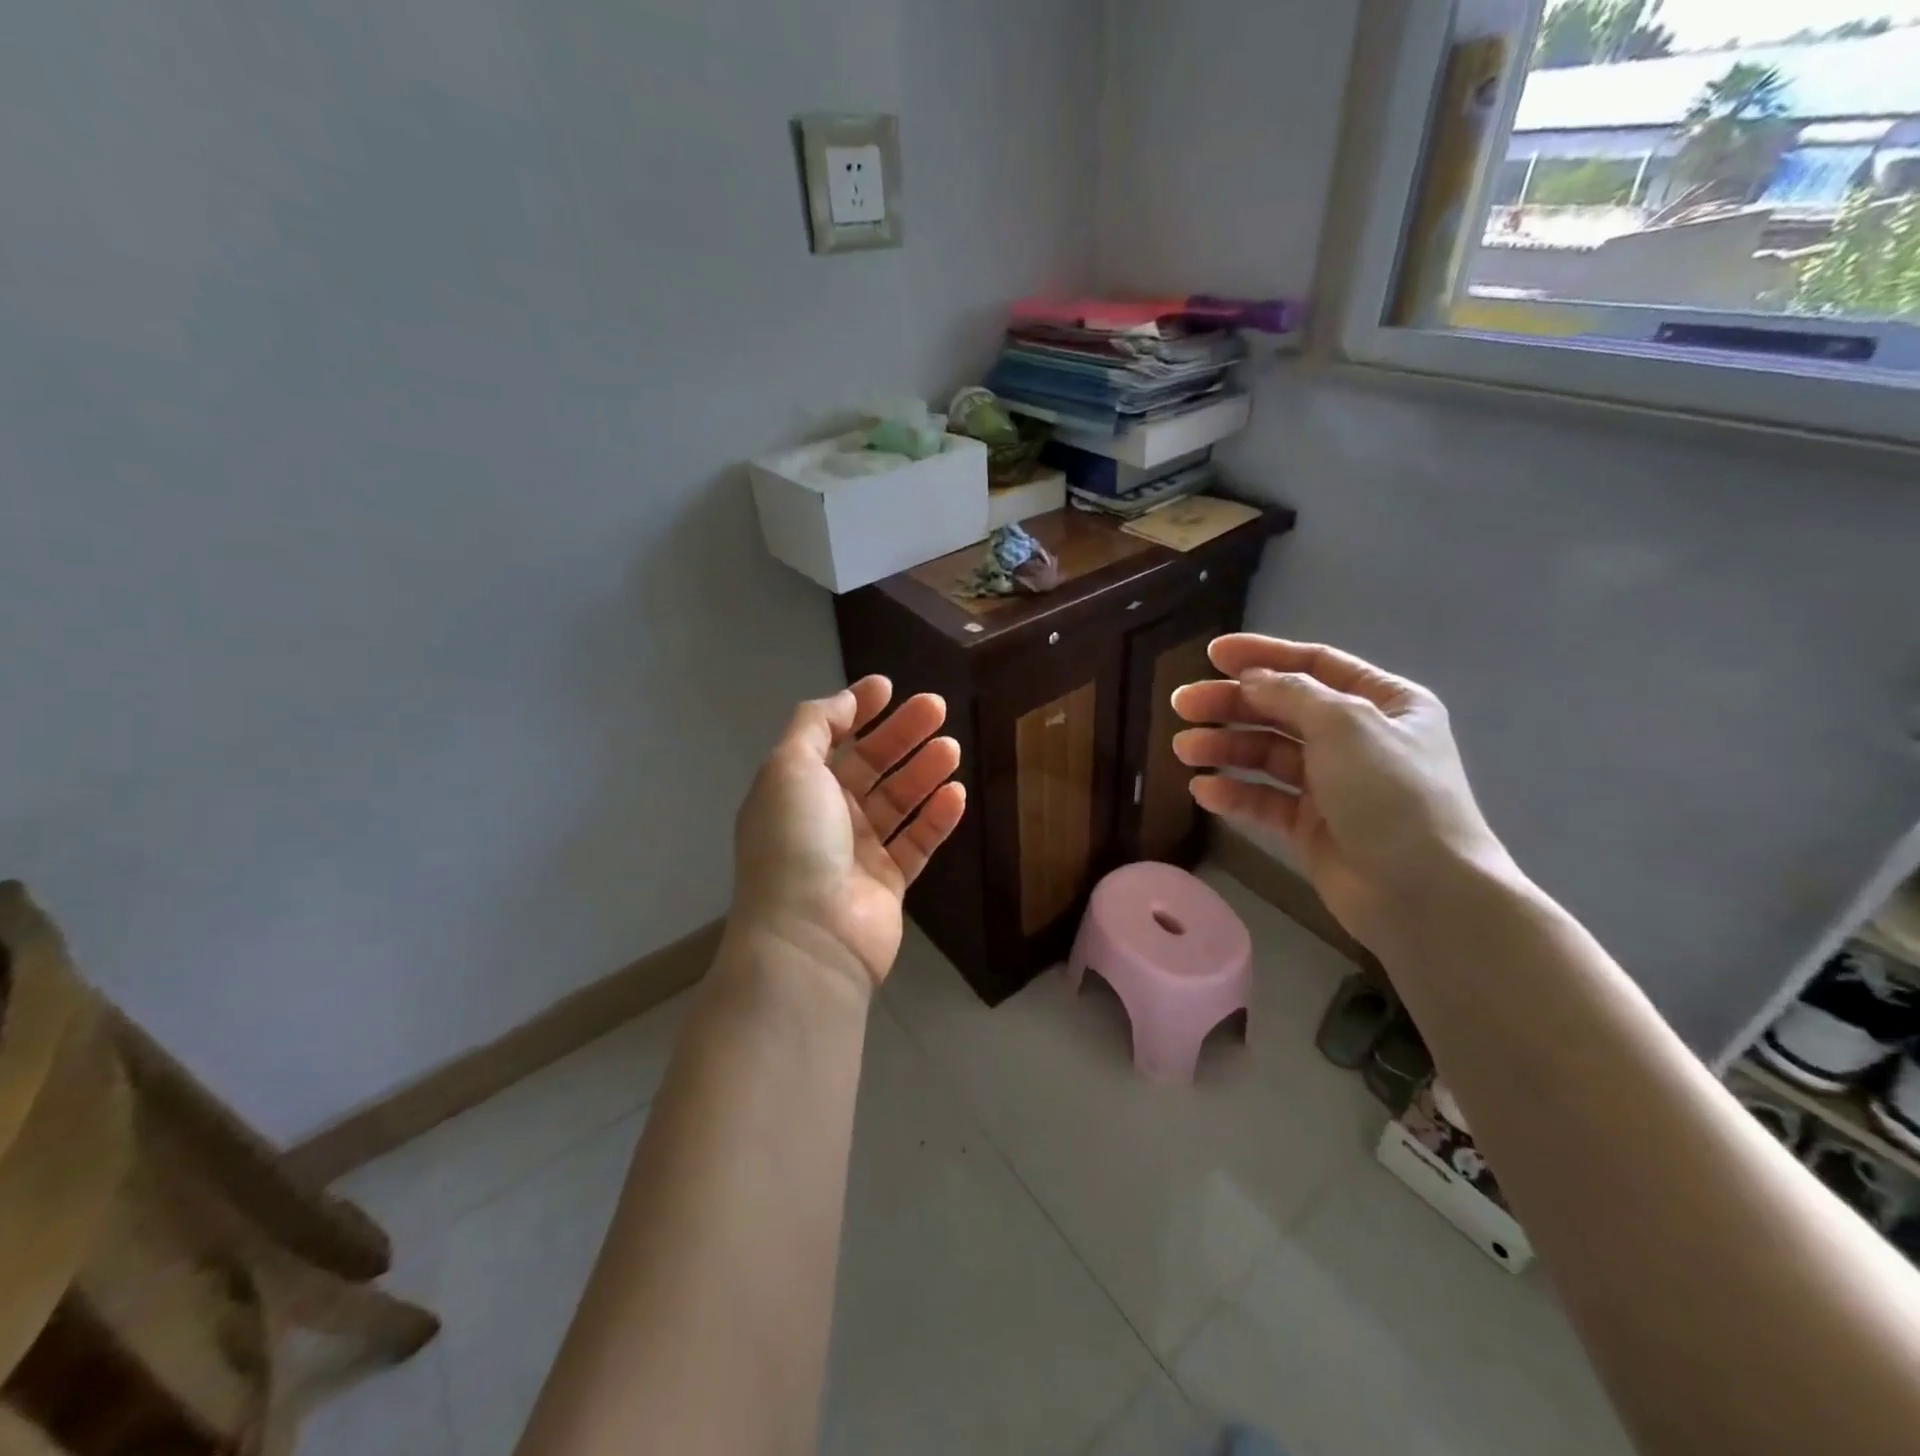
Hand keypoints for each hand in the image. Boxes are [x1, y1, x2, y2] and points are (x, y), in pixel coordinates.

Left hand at [731, 676, 965, 992]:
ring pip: (898, 801)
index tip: (888, 687)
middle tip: (937, 708)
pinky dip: (937, 818)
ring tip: (952, 748)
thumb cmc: (795, 842)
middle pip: (870, 765)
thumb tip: (845, 700)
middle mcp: (826, 816)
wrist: (811, 936)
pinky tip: (957, 794)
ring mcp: (858, 851)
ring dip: (923, 771)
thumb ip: (815, 725)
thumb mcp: (789, 768)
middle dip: (901, 734)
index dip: (857, 710)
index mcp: (796, 788)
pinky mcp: (889, 882)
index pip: (830, 738)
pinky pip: (917, 842)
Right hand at [1171, 636, 1510, 943]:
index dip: (1262, 655)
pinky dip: (1235, 793)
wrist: (1424, 893)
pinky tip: (1203, 791)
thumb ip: (1292, 694)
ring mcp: (1334, 784)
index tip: (1211, 654)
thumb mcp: (1345, 725)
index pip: (1315, 665)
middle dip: (1231, 704)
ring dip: (1225, 748)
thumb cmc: (1393, 794)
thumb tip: (1250, 679)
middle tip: (1182, 704)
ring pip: (1268, 755)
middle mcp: (1359, 739)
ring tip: (1184, 749)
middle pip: (1283, 709)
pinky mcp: (1313, 826)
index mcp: (1384, 703)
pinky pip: (1266, 800)